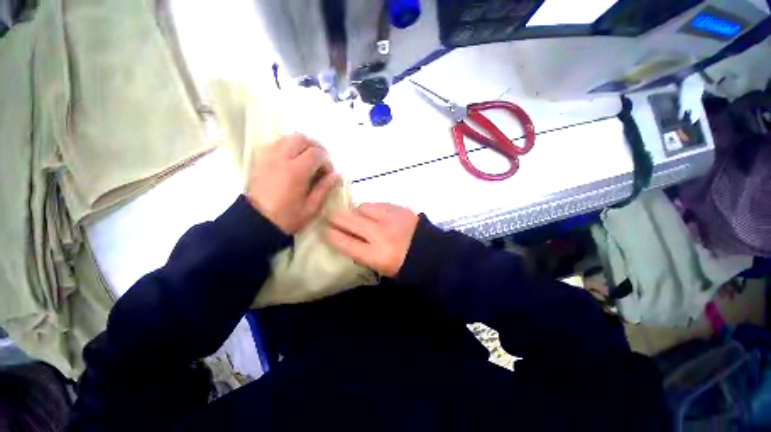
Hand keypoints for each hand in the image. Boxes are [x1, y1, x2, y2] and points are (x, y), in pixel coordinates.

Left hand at [246, 134, 338, 233]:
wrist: (256, 222)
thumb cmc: (287, 218)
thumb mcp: (311, 207)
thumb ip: (324, 188)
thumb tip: (335, 175)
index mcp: (296, 172)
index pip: (316, 153)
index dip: (327, 161)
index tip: (329, 173)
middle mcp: (281, 158)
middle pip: (301, 139)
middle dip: (315, 147)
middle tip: (321, 161)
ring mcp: (268, 157)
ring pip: (287, 138)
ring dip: (302, 145)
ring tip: (308, 159)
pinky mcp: (260, 159)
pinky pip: (277, 143)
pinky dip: (288, 146)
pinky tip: (293, 159)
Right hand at [325, 203, 418, 276]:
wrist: (432, 253)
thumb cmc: (404, 265)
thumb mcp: (380, 267)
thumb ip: (361, 253)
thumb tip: (347, 239)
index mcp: (375, 254)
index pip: (344, 242)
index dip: (330, 234)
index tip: (324, 230)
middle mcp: (379, 234)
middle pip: (348, 220)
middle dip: (335, 217)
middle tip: (331, 216)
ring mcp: (390, 218)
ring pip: (362, 207)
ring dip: (356, 211)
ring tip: (358, 215)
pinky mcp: (399, 209)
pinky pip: (378, 204)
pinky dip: (372, 208)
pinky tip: (375, 214)